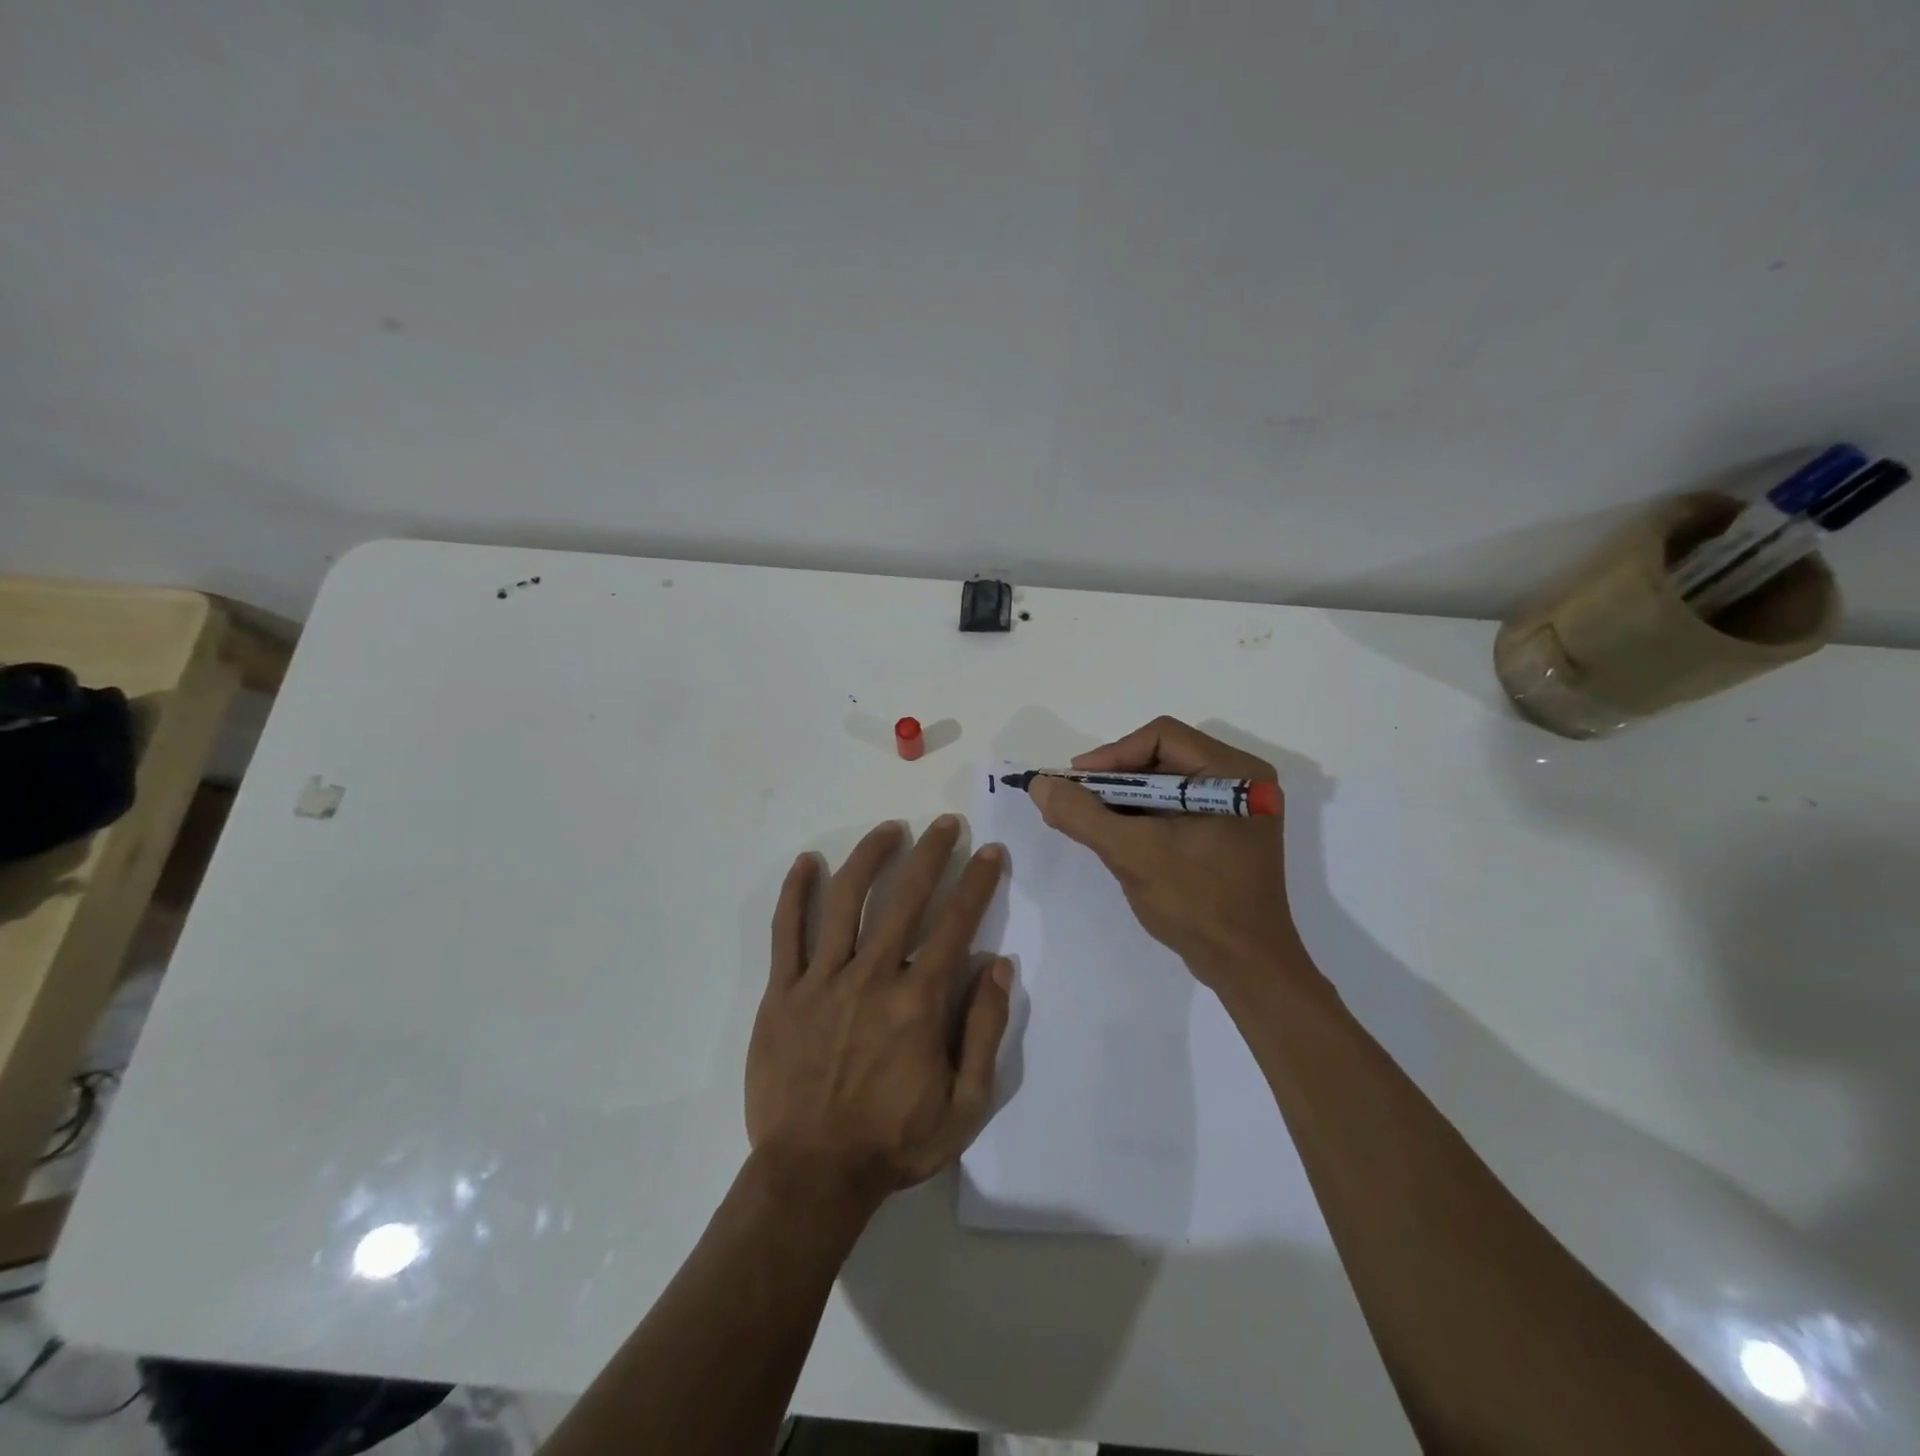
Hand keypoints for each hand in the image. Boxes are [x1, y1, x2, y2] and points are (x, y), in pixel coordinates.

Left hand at [746, 817, 1012, 1210]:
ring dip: (870, 857)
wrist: (811, 1177)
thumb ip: (985, 1030)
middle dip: (930, 853)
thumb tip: (998, 964)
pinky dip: (795, 893)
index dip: (977, 882)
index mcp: (918, 1002)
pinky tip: (807, 862)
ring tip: (889, 829)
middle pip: (905, 898)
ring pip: (846, 900)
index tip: (989, 851)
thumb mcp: (966, 1105)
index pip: (956, 924)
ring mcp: (821, 980)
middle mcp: (872, 976)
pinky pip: (786, 932)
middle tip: (945, 823)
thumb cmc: (893, 1142)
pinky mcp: (781, 992)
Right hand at [1028, 716, 1307, 994]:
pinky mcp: (1225, 832)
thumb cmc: (1197, 903)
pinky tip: (1112, 835)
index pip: (1161, 737)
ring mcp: (1235, 808)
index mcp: (1234, 772)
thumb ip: (1082, 815)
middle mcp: (1240, 779)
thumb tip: (1040, 784)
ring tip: (1086, 819)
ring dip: (1122, 798)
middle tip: (1075, 799)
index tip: (1074, 783)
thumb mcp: (1132, 853)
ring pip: (1164, 783)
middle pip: (1162, 757)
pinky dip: (1140, 816)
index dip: (1112, 755)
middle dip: (1113, 779)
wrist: (1246, 967)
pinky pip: (1173, 807)